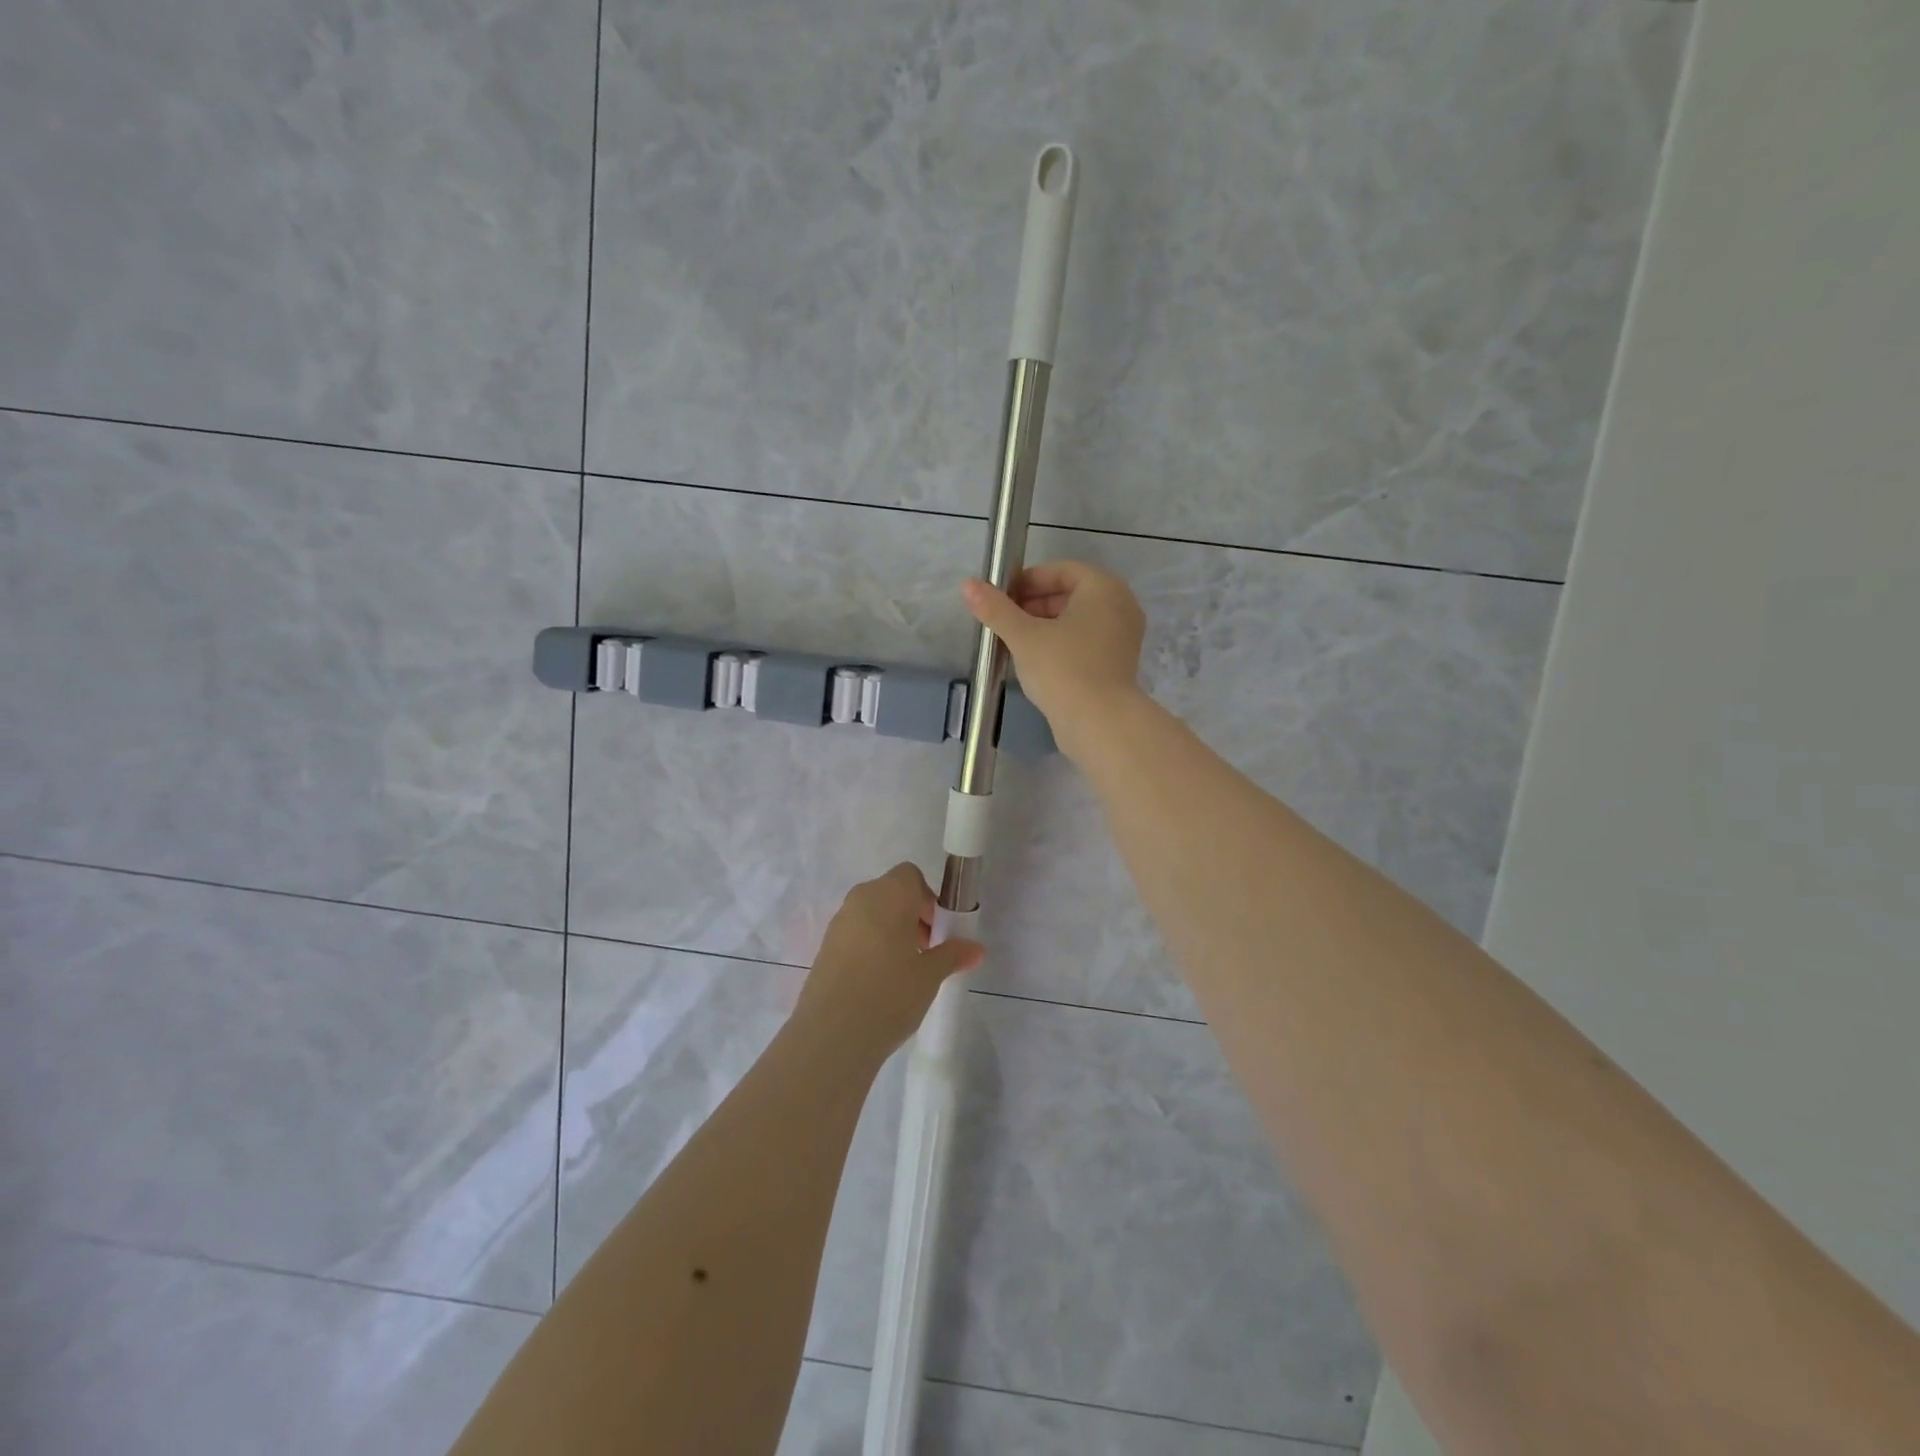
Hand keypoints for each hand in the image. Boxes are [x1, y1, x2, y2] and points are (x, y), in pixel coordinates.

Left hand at [796, 864, 984, 1056]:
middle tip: (926, 953)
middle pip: (891, 894)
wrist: (831, 1034)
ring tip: (904, 972)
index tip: (937, 931)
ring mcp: (838, 923)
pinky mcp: (824, 948)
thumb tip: (976, 948)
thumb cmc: (889, 993)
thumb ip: (952, 955)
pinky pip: (855, 935)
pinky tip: (879, 984)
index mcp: (888, 894)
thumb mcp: (930, 976)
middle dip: (912, 917)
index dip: (928, 899)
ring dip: (891, 933)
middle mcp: (860, 899)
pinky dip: (871, 947)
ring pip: (872, 915)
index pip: (911, 876)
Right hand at [961, 562, 1146, 759]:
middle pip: (1070, 594)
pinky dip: (1061, 644)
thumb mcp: (1023, 636)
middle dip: (1034, 604)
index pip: (1061, 570)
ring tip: (1014, 642)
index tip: (1001, 597)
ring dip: (1045, 626)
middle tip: (1004, 620)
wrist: (1100, 723)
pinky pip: (1085, 642)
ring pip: (1077, 620)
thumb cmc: (1063, 669)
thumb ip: (996, 609)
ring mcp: (1122, 637)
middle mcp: (1120, 606)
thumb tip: (968, 584)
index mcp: (1104, 588)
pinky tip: (1036, 662)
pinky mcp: (1117, 664)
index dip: (1028, 580)